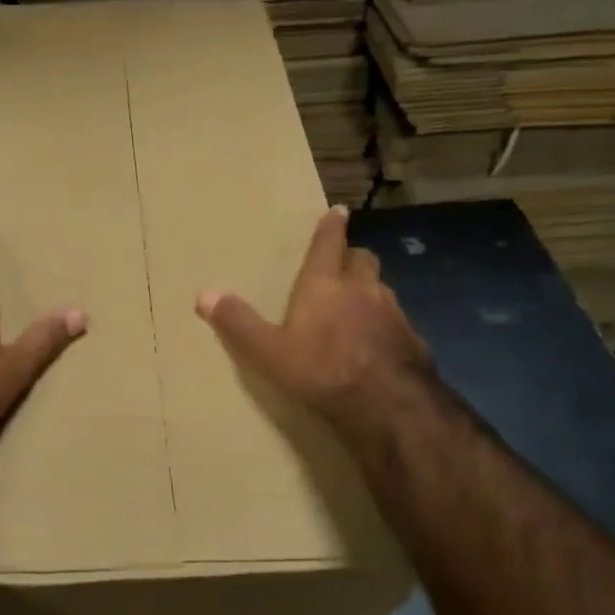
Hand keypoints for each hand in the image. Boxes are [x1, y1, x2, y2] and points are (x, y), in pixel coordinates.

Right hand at [195, 207, 434, 446]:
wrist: (389, 403)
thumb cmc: (322, 370)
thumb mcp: (269, 352)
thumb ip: (238, 323)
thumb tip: (203, 294)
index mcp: (325, 285)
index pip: (328, 244)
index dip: (331, 227)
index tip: (338, 211)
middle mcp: (362, 289)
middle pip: (362, 259)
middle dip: (351, 257)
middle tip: (342, 263)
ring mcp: (393, 312)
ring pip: (381, 288)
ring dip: (368, 289)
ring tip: (356, 304)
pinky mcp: (411, 338)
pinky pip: (395, 320)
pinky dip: (383, 322)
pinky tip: (375, 342)